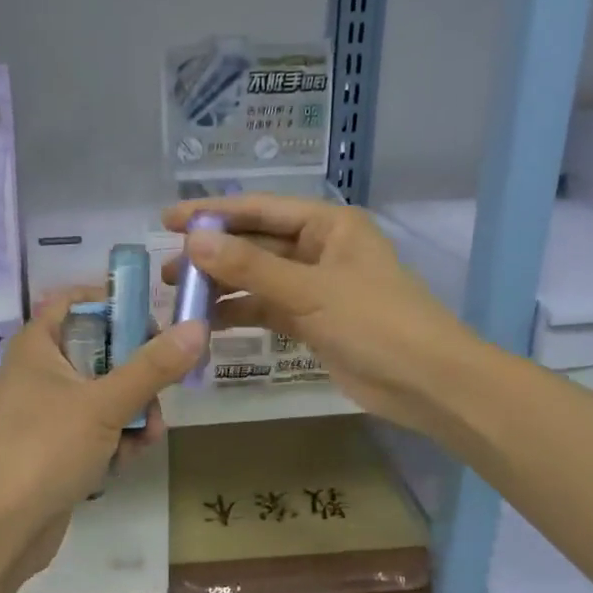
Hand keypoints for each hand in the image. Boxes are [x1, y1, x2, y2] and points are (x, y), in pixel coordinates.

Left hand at [0, 288, 208, 563]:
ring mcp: (46, 412)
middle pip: (101, 351)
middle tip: (163, 391)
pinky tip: (126, 462)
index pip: (75, 301)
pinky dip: (115, 440)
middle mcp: (40, 372)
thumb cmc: (45, 450)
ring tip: (146, 439)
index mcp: (38, 346)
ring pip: (105, 394)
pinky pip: (96, 429)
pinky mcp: (55, 447)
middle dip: (138, 375)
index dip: (114, 303)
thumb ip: (153, 366)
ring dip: (134, 413)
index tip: (153, 321)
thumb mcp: (105, 404)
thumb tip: (197, 326)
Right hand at [160, 194, 477, 436]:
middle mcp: (320, 249)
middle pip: (256, 243)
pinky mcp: (312, 321)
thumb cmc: (375, 323)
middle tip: (167, 268)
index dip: (213, 213)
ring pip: (258, 279)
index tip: (168, 219)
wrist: (426, 382)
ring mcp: (316, 287)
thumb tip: (193, 241)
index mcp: (329, 225)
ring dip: (222, 286)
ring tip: (179, 297)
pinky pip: (267, 309)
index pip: (261, 209)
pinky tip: (207, 322)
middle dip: (213, 254)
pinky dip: (240, 313)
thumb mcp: (310, 290)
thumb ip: (250, 267)